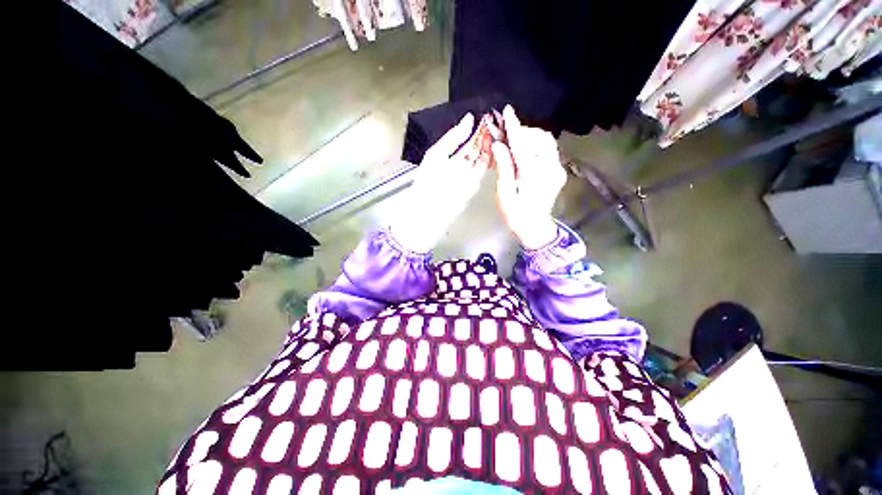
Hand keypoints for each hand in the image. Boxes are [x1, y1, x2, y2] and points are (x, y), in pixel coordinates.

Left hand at [391, 113, 488, 252]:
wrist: (429, 208)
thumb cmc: (428, 180)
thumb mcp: (437, 153)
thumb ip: (453, 137)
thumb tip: (469, 119)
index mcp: (445, 155)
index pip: (463, 139)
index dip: (473, 129)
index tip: (485, 117)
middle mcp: (457, 164)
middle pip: (472, 147)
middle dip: (483, 135)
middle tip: (496, 121)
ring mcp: (466, 174)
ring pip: (480, 157)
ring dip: (488, 145)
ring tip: (498, 131)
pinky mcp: (473, 184)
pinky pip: (482, 168)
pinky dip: (489, 157)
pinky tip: (496, 147)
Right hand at [492, 105, 565, 249]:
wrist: (535, 228)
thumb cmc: (515, 215)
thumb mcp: (505, 194)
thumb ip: (504, 168)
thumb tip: (499, 145)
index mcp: (534, 176)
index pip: (524, 145)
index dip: (515, 128)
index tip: (508, 112)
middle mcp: (550, 169)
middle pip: (541, 138)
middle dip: (524, 132)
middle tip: (508, 137)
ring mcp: (557, 169)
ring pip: (547, 142)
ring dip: (530, 138)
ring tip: (515, 144)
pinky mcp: (558, 171)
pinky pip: (548, 150)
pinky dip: (536, 145)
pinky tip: (525, 152)